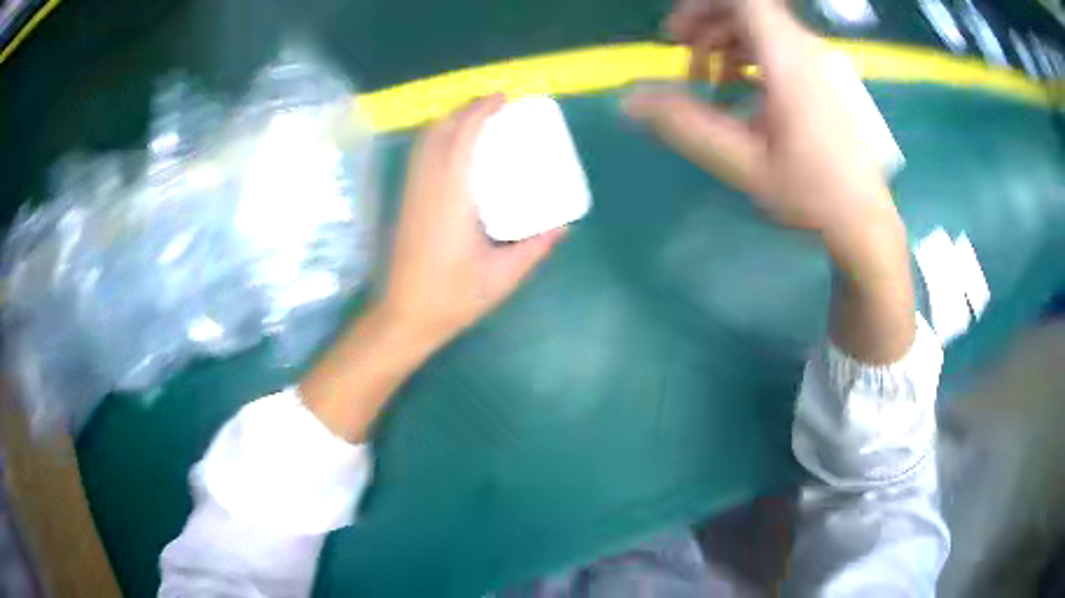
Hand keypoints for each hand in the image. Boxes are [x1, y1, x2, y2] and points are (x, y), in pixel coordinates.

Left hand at [300, 97, 564, 440]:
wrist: (403, 317)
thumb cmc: (453, 298)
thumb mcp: (503, 276)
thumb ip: (536, 247)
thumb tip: (563, 225)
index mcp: (452, 198)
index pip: (462, 138)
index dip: (481, 110)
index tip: (503, 97)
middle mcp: (427, 187)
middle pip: (440, 130)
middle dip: (466, 108)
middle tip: (495, 105)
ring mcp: (411, 193)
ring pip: (425, 141)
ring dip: (450, 121)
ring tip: (478, 120)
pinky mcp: (405, 202)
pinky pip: (420, 156)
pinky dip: (438, 139)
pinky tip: (456, 149)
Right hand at [627, 0, 900, 247]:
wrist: (864, 217)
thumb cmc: (811, 192)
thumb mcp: (742, 162)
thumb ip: (685, 125)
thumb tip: (629, 99)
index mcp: (786, 58)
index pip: (743, 0)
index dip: (703, 7)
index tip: (677, 34)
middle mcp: (803, 48)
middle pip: (746, 9)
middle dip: (706, 24)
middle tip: (682, 56)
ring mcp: (815, 62)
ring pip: (760, 26)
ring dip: (725, 42)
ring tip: (709, 82)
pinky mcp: (820, 77)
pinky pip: (776, 46)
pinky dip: (748, 56)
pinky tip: (740, 91)